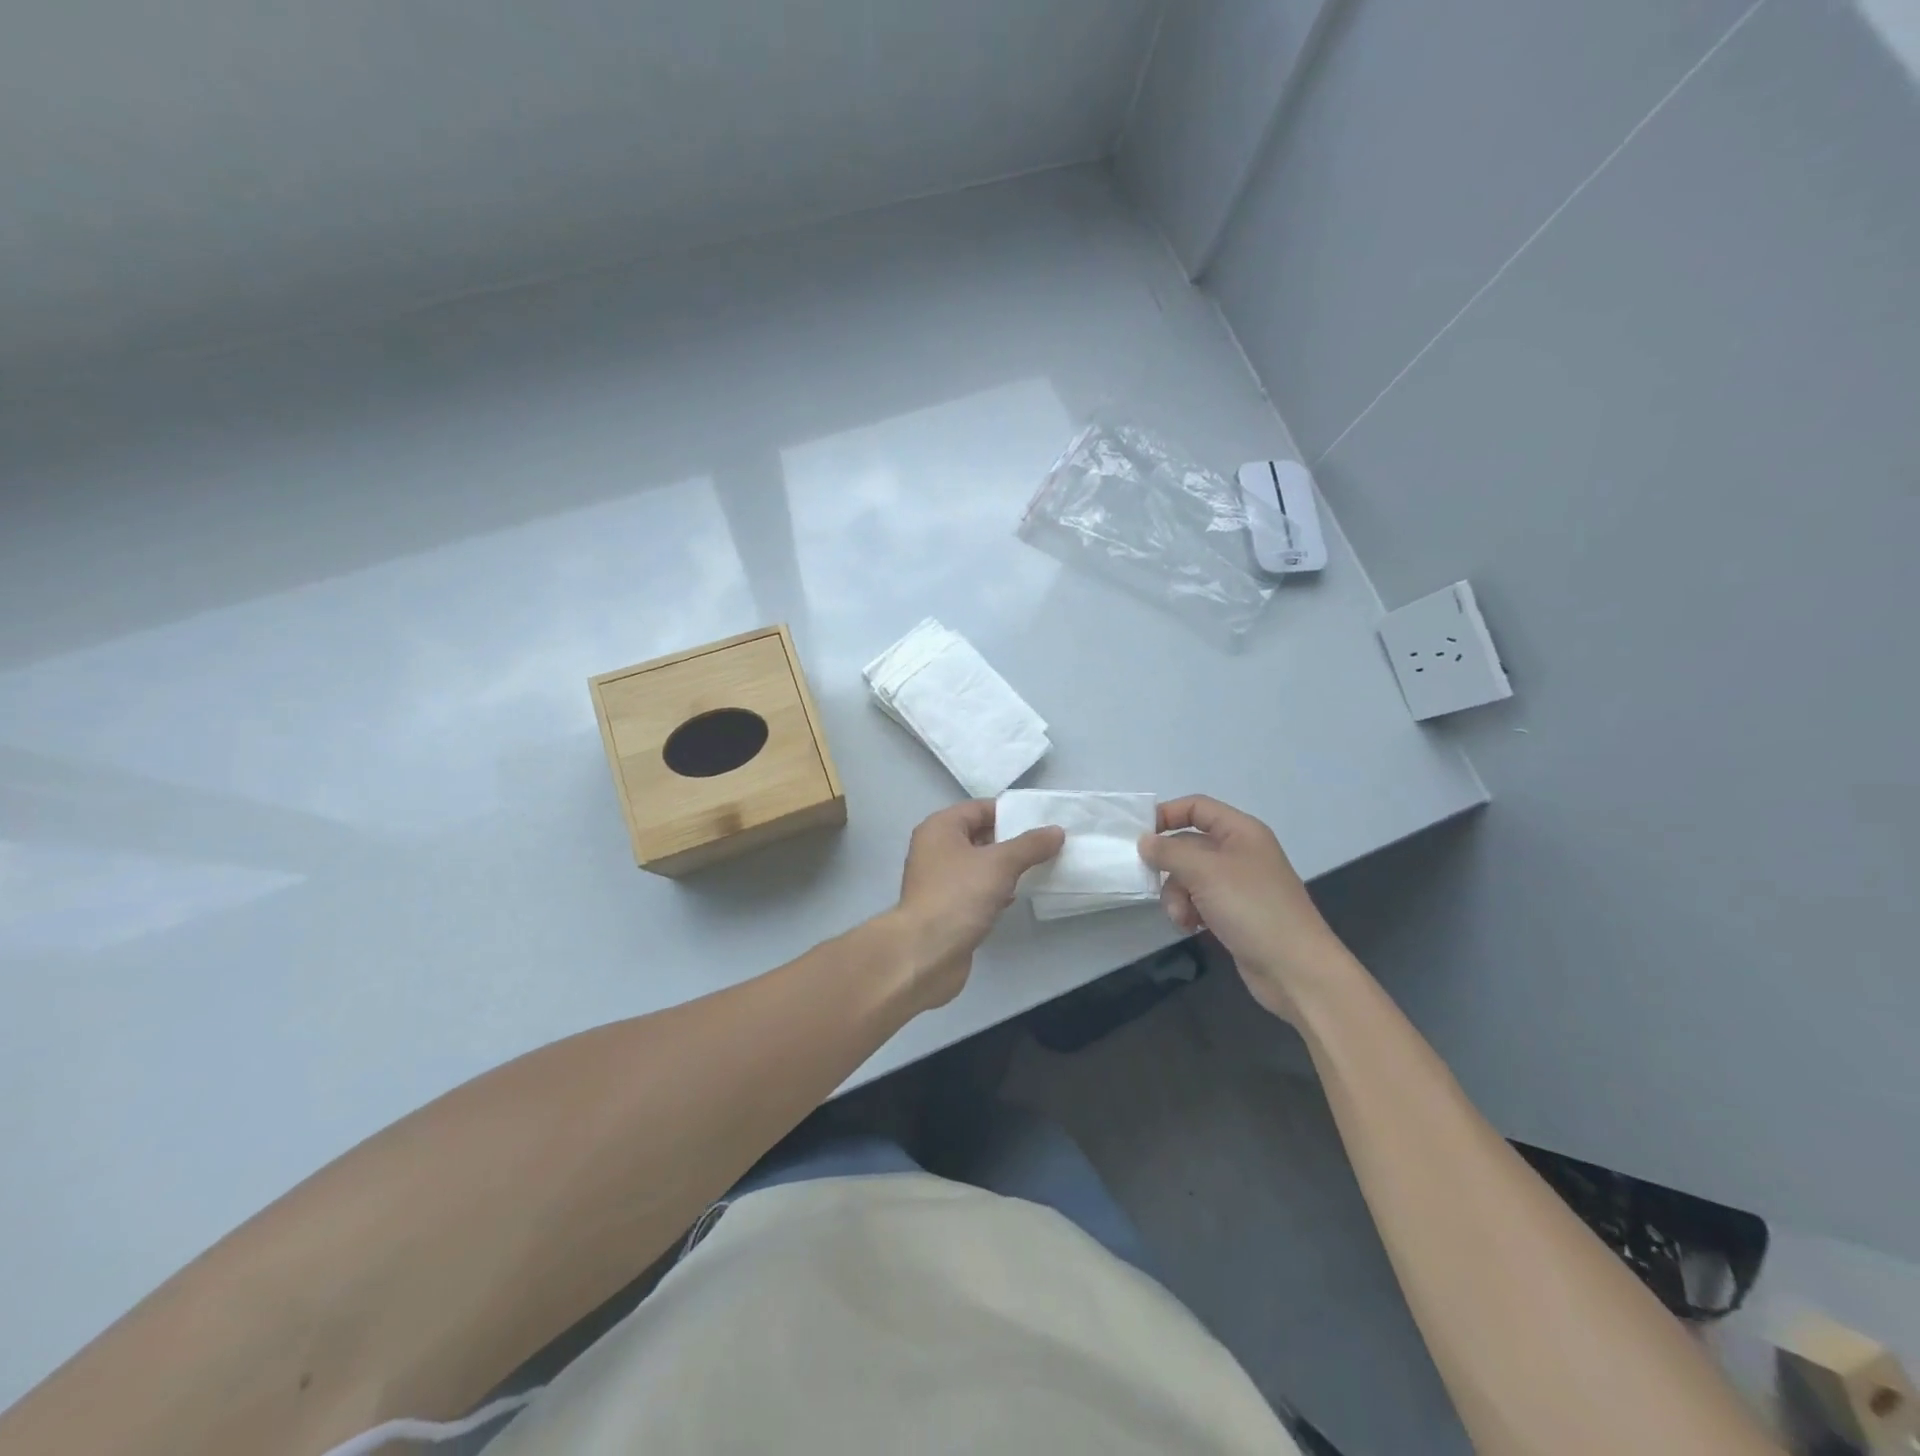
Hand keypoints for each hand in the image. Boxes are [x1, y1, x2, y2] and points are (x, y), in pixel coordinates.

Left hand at [890, 800, 1064, 1008]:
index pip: (979, 808)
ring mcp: (939, 880)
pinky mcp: (946, 907)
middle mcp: (935, 849)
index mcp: (940, 828)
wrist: (926, 952)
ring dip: (1004, 867)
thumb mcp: (1000, 864)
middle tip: (1045, 845)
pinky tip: (1014, 897)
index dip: (1009, 813)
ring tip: (1037, 869)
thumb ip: (1029, 845)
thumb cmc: (959, 895)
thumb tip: (1056, 831)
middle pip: (979, 835)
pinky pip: (974, 889)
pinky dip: (994, 890)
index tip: (1041, 821)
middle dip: (1011, 841)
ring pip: (978, 864)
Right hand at [1138, 795, 1347, 1020]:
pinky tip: (1191, 928)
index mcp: (1241, 831)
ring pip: (1190, 877)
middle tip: (1154, 884)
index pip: (1197, 808)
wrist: (1295, 969)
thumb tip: (1144, 841)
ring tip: (1182, 917)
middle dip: (1170, 867)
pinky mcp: (1235, 913)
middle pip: (1189, 845)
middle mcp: (1240, 852)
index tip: (1139, 835)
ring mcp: (1238, 884)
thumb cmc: (1252, 908)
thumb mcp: (1205, 872)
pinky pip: (1199, 901)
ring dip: (1177, 896)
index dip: (1167, 814)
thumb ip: (1169, 852)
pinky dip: (1190, 912)